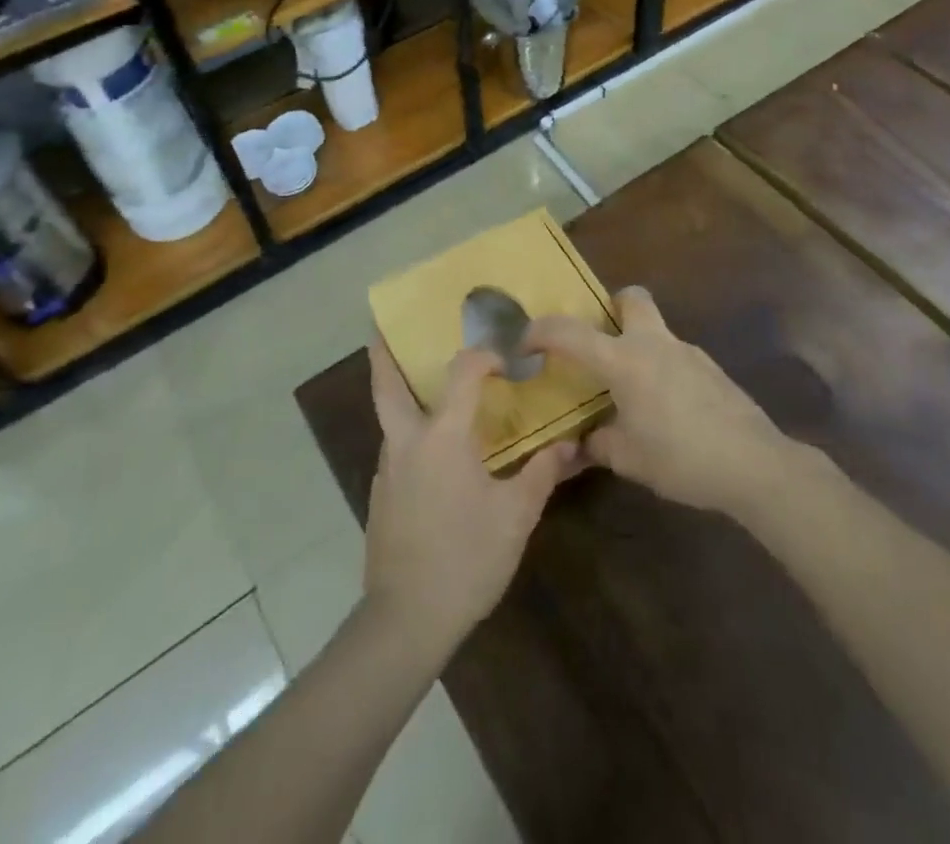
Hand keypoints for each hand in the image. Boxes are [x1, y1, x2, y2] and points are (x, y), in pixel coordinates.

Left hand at [363, 339, 581, 651]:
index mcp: (443, 436)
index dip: (483, 357)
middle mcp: (407, 442)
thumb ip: (541, 473)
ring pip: (389, 419)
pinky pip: (396, 450)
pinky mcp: (381, 498)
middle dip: (382, 354)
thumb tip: (568, 444)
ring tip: (427, 390)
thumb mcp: (516, 515)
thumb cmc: (467, 558)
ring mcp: (388, 470)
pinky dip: (408, 435)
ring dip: (401, 396)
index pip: (462, 374)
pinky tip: (432, 456)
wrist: (407, 619)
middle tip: (381, 329)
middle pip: (386, 386)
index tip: (504, 359)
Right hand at [525, 287, 795, 518]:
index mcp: (624, 361)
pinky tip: (667, 410)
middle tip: (600, 340)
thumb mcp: (628, 459)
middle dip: (611, 307)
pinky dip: (662, 370)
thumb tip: (578, 444)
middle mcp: (654, 344)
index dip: (540, 332)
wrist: (754, 463)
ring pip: (656, 329)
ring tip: (632, 392)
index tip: (524, 343)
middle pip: (631, 298)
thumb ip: (596, 445)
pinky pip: (676, 356)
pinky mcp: (711, 368)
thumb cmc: (681, 458)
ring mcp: (688, 352)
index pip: (570, 333)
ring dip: (638, 346)